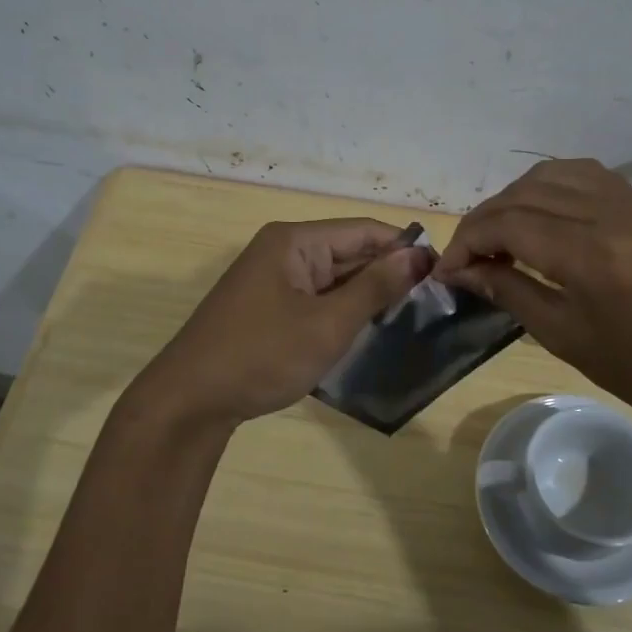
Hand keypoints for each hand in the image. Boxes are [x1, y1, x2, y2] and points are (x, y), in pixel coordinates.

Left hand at [136, 218, 429, 427]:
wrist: (190, 401)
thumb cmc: (262, 356)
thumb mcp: (328, 324)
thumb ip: (375, 287)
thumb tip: (418, 256)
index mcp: (294, 241)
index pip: (363, 230)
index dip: (404, 247)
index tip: (441, 272)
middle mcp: (282, 250)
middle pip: (347, 251)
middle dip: (387, 272)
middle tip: (432, 300)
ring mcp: (271, 279)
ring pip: (332, 277)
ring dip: (365, 294)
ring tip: (409, 316)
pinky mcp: (266, 306)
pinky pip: (315, 297)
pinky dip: (341, 310)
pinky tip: (367, 328)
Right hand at [436, 159, 631, 441]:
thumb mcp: (566, 337)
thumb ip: (510, 292)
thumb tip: (463, 272)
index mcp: (589, 254)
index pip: (506, 224)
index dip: (466, 243)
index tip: (446, 271)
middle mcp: (610, 212)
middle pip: (524, 194)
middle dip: (483, 221)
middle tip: (466, 257)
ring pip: (552, 174)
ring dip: (514, 198)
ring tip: (499, 235)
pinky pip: (585, 175)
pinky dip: (550, 187)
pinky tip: (540, 216)